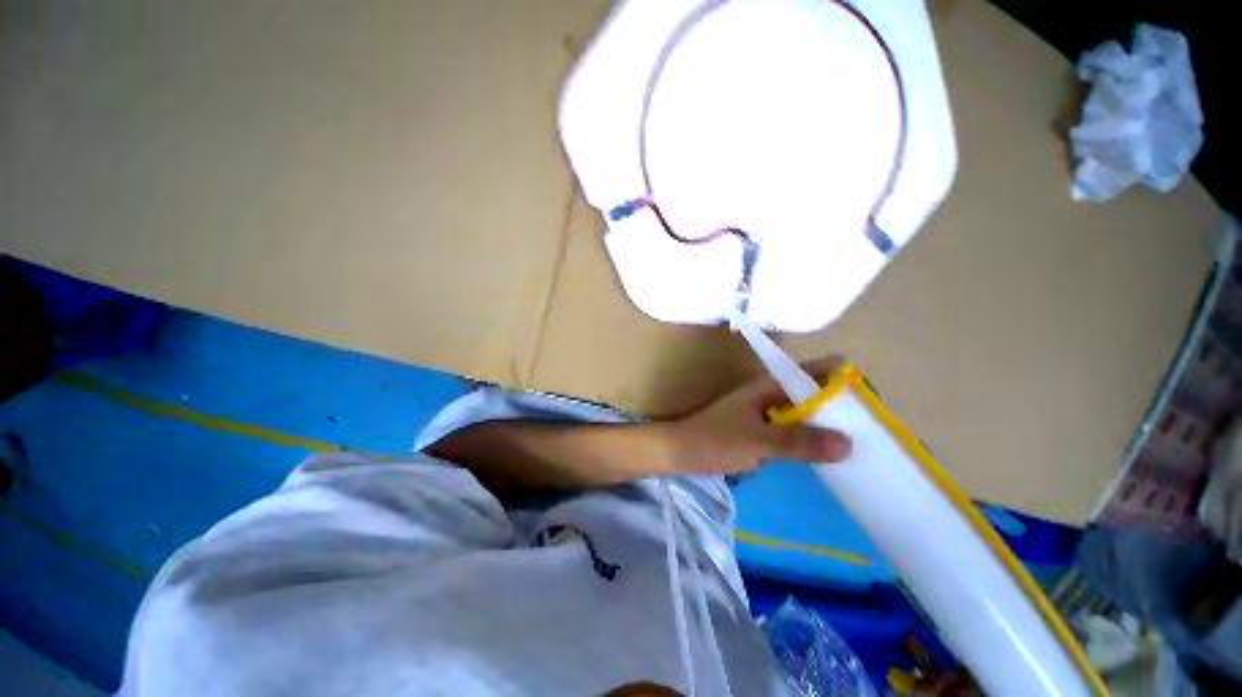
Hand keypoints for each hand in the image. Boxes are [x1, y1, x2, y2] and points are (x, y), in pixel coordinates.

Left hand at [659, 356, 851, 475]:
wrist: (680, 452)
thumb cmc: (714, 440)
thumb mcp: (757, 441)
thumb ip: (797, 442)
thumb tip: (848, 443)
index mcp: (768, 387)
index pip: (811, 371)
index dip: (839, 377)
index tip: (869, 398)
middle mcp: (770, 396)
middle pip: (812, 393)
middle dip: (840, 405)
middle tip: (875, 427)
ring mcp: (765, 414)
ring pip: (804, 414)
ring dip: (827, 424)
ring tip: (862, 442)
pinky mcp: (762, 432)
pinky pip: (793, 431)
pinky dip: (811, 439)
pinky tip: (828, 456)